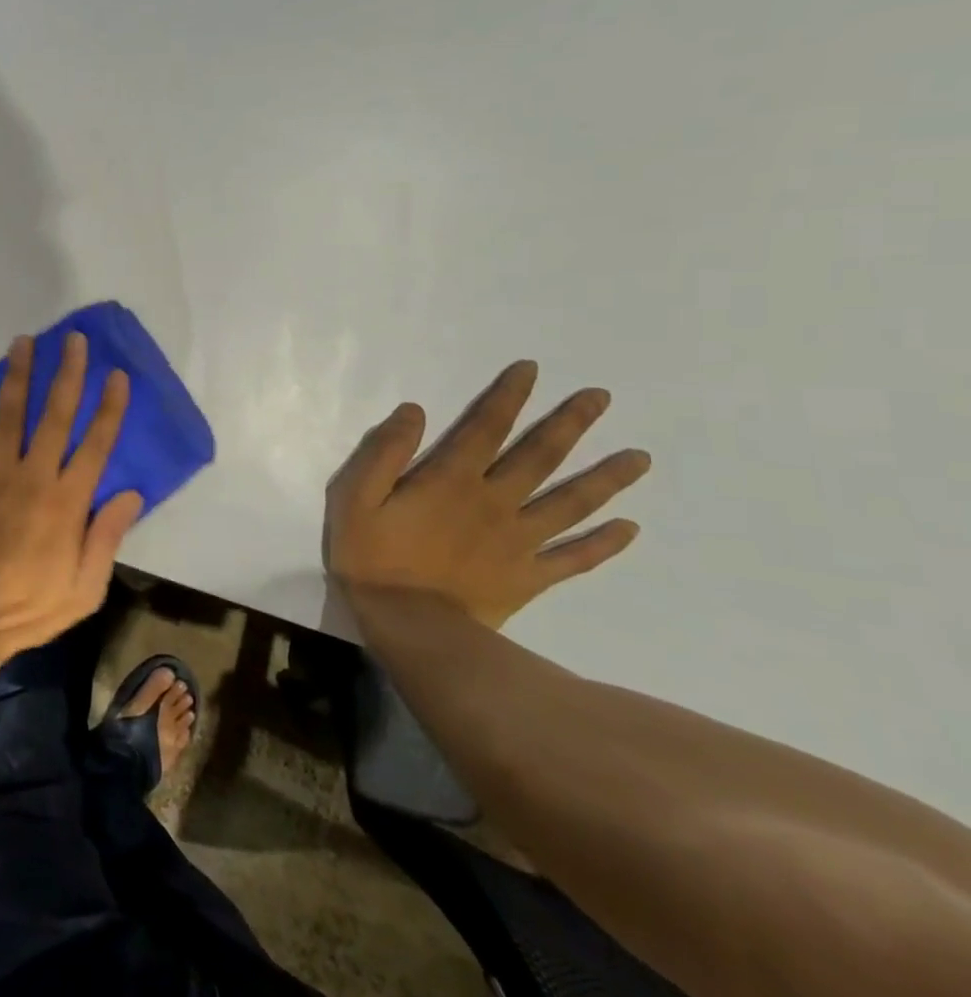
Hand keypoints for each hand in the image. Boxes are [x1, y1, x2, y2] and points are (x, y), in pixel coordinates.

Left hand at [0, 332, 143, 674]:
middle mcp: (33, 476)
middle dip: (67, 374)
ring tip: (23, 341)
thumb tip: (132, 493)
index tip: (117, 375)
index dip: (110, 407)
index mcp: (68, 502)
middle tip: (73, 340)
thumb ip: (107, 536)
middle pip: (55, 415)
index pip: (96, 444)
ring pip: (9, 413)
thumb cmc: (31, 606)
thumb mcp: (86, 588)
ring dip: (18, 374)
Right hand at [323, 360, 651, 628]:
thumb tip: (415, 412)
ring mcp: (519, 541)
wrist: (409, 626)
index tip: (532, 370)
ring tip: (640, 457)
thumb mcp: (355, 497)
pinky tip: (630, 528)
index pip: (486, 427)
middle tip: (602, 397)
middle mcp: (495, 502)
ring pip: (570, 503)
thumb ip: (384, 452)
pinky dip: (604, 543)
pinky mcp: (529, 576)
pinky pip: (574, 558)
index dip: (508, 396)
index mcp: (452, 479)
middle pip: (540, 457)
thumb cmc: (373, 556)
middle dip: (570, 424)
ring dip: (607, 478)